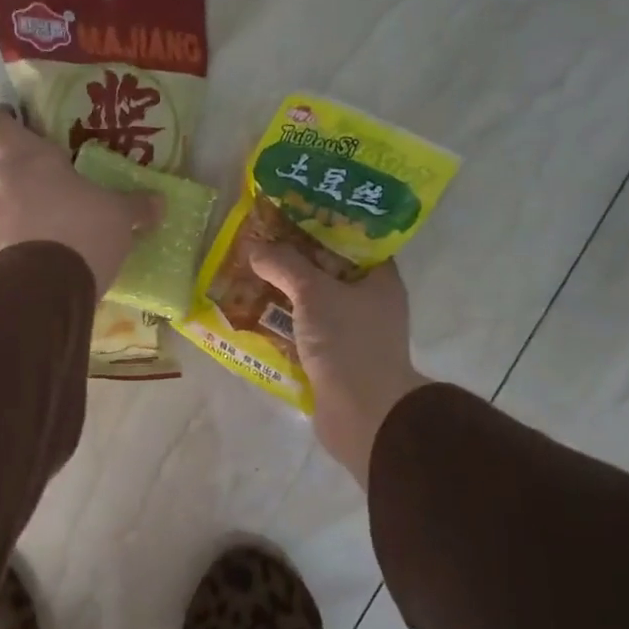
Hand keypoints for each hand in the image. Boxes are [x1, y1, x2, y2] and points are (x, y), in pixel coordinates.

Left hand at [0, 106, 161, 295]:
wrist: (47, 287)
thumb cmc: (83, 231)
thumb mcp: (119, 216)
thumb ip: (136, 206)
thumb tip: (158, 202)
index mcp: (27, 156)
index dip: (1, 120)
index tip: (14, 124)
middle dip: (12, 170)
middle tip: (40, 181)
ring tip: (24, 216)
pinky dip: (1, 238)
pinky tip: (23, 250)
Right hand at [248, 244, 429, 486]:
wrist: (363, 414)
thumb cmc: (348, 343)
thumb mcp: (314, 293)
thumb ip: (285, 265)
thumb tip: (254, 246)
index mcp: (380, 279)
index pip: (352, 240)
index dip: (321, 225)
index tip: (288, 214)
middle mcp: (370, 302)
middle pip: (327, 271)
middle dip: (293, 260)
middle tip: (259, 244)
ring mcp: (351, 333)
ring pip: (313, 303)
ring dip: (283, 294)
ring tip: (248, 275)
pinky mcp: (333, 359)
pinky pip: (304, 332)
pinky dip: (283, 324)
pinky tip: (253, 315)